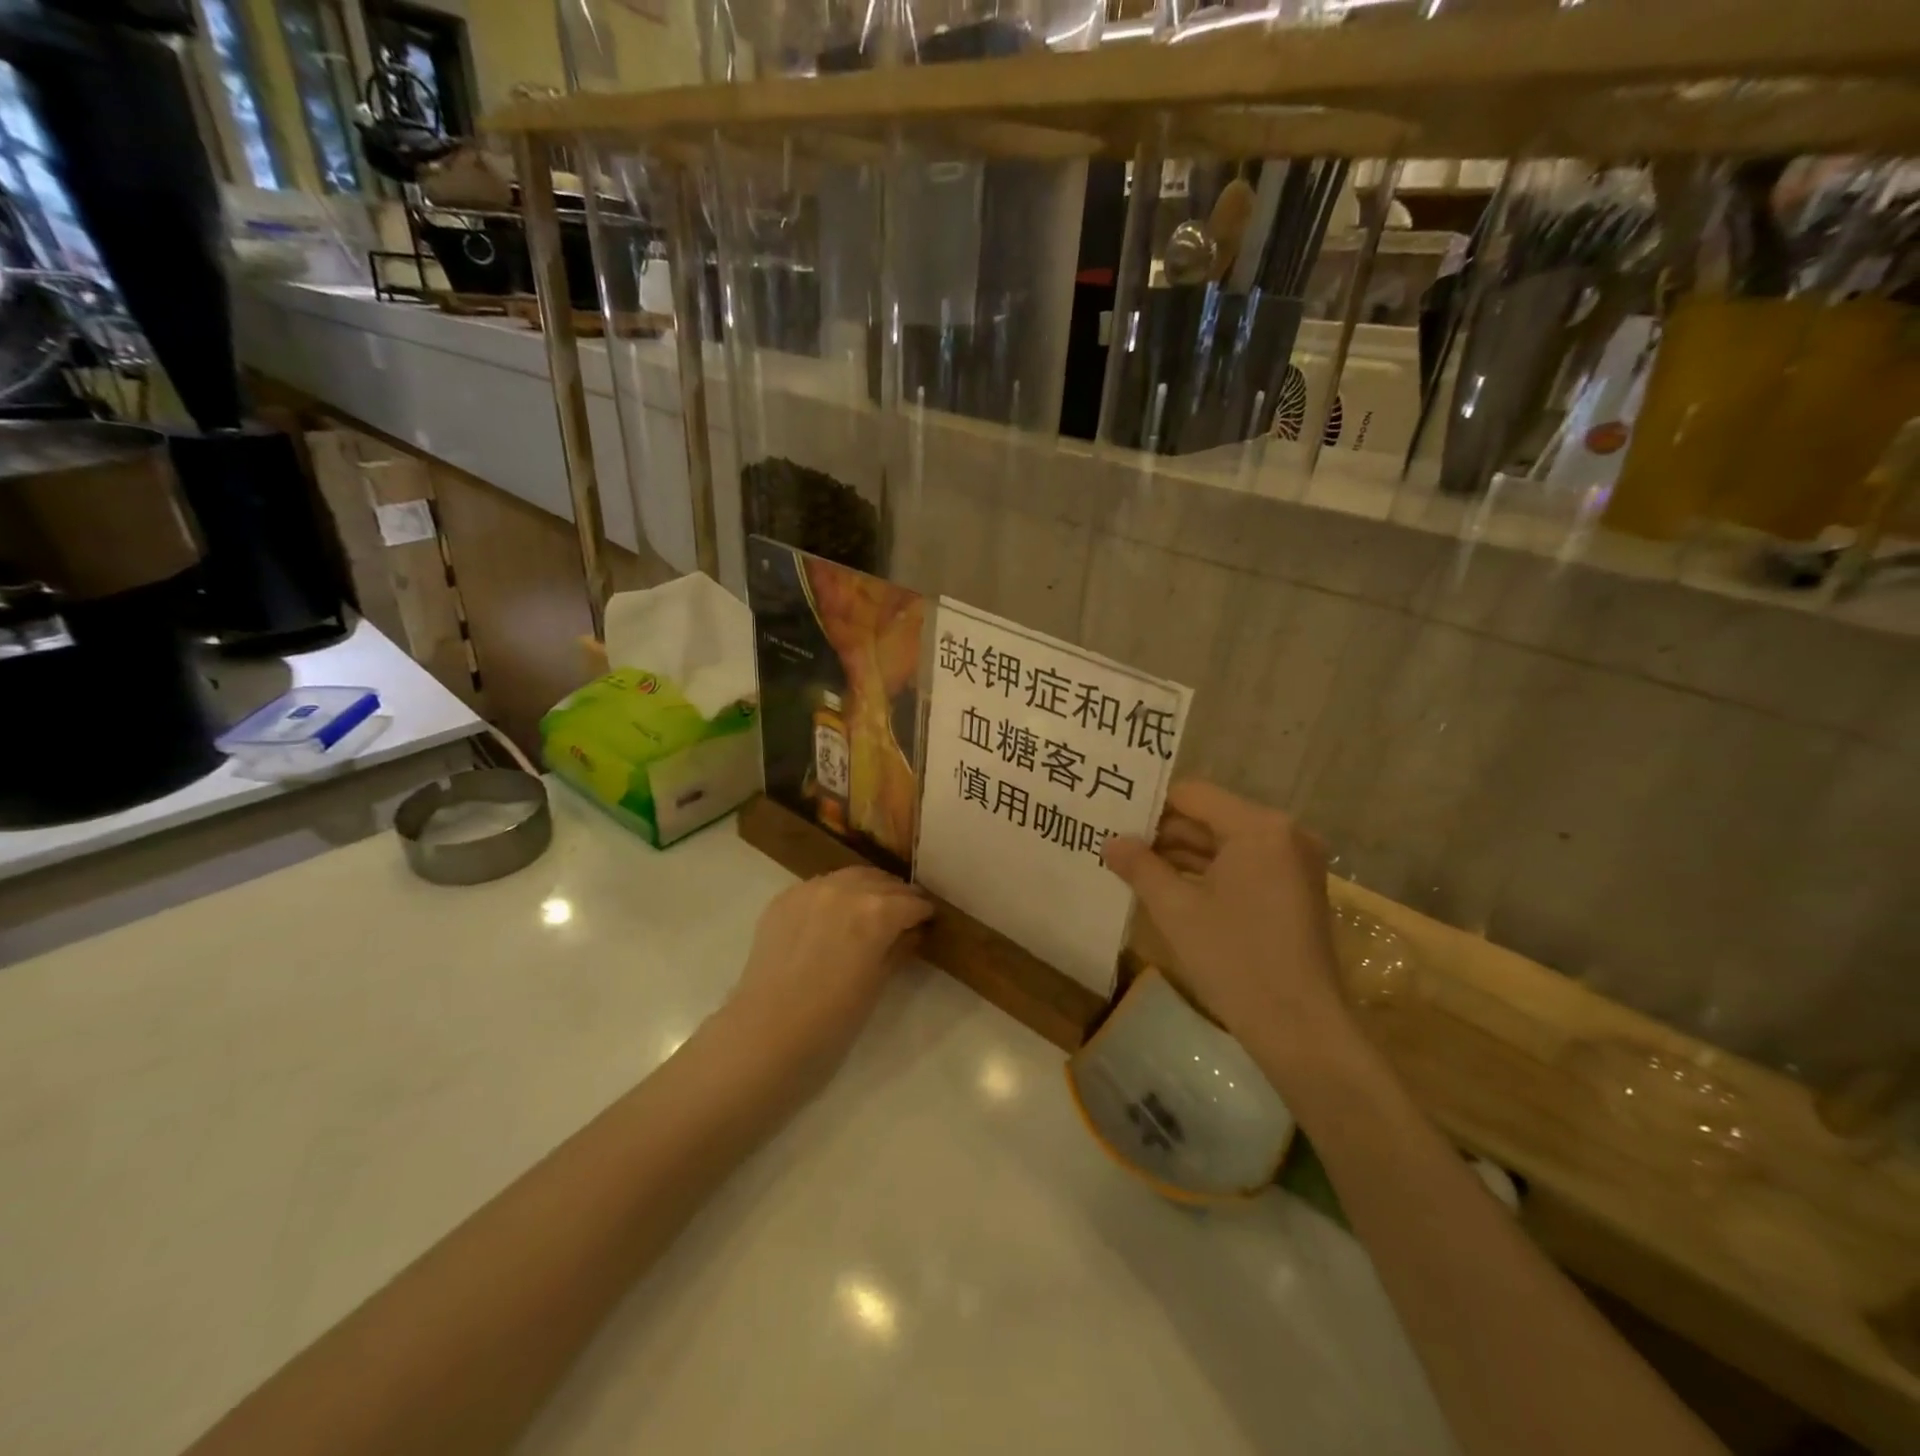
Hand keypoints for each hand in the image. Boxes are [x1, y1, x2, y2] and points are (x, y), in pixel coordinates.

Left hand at [725, 865, 932, 1072]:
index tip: (928, 921)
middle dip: (898, 896)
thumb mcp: (878, 984)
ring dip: (868, 888)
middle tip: (904, 914)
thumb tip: (912, 932)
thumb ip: (899, 948)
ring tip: (871, 909)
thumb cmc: (833, 1019)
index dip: (924, 912)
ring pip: (851, 876)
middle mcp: (846, 889)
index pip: (912, 902)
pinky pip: (820, 886)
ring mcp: (811, 889)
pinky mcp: (785, 898)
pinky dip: (836, 894)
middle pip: (883, 882)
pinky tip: (835, 915)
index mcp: (877, 911)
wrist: (767, 1033)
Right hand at [1103, 781, 1350, 1059]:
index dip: (1150, 805)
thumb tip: (1110, 841)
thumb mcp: (1176, 910)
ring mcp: (1293, 863)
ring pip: (1224, 844)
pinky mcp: (1293, 890)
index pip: (1192, 795)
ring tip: (1131, 866)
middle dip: (1162, 832)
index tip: (1113, 819)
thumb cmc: (1235, 960)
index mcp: (1259, 828)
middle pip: (1210, 817)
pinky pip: (1241, 866)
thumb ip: (1140, 867)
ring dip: (1181, 855)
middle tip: (1115, 844)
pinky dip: (1207, 873)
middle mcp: (1283, 834)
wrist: (1301, 1029)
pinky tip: (1167, 887)